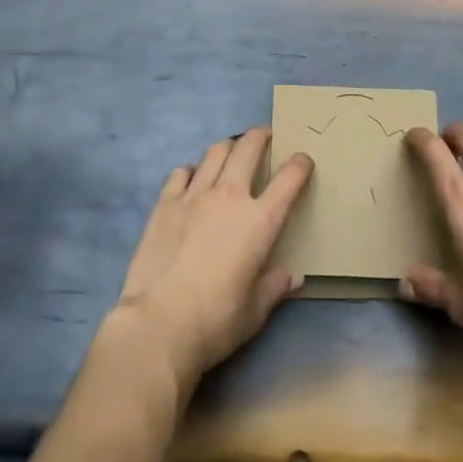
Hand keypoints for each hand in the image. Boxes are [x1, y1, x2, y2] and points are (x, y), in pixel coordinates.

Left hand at [110, 128, 313, 390]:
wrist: (158, 325)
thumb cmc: (215, 322)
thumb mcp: (254, 313)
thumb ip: (274, 287)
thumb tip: (292, 275)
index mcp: (259, 221)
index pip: (288, 179)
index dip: (300, 164)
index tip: (303, 160)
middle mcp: (229, 196)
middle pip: (249, 147)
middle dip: (261, 136)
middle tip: (265, 137)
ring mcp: (194, 194)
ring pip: (216, 151)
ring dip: (229, 147)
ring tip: (231, 152)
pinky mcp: (165, 202)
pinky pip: (182, 172)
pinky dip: (192, 171)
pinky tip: (192, 182)